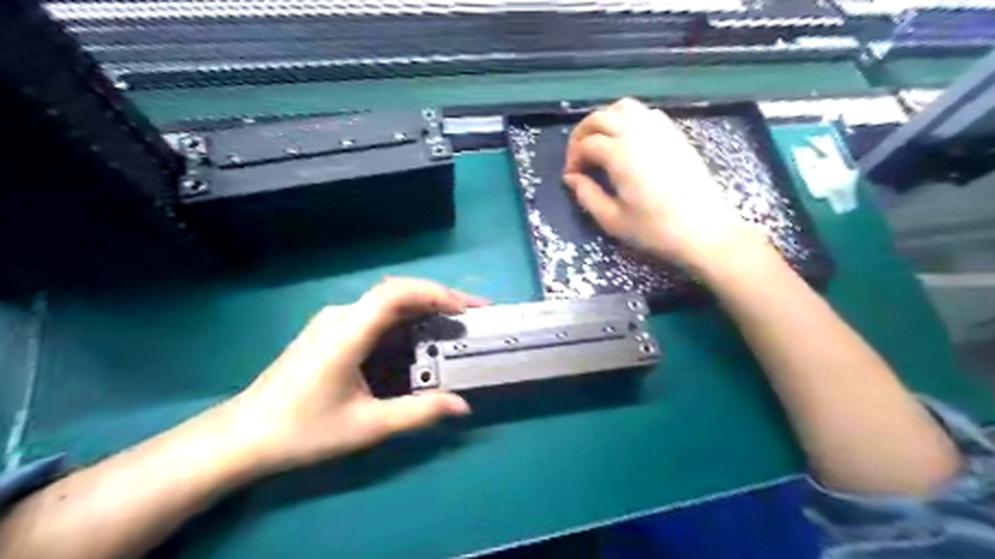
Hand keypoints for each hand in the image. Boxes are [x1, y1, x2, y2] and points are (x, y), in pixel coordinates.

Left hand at [220, 278, 487, 473]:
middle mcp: (341, 316)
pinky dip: (405, 321)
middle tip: (473, 314)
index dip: (435, 293)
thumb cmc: (303, 430)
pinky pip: (375, 316)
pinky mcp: (331, 331)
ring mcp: (334, 321)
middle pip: (397, 293)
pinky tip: (420, 337)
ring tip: (455, 324)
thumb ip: (418, 413)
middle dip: (439, 299)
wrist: (244, 436)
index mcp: (348, 331)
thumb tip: (462, 407)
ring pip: (387, 303)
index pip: (396, 293)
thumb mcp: (367, 426)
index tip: (465, 310)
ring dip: (423, 309)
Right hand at [562, 98, 762, 273]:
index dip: (573, 158)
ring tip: (600, 144)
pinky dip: (629, 119)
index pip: (586, 143)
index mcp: (620, 154)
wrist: (704, 231)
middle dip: (582, 134)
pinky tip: (627, 141)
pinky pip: (646, 113)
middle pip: (600, 117)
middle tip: (578, 157)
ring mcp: (660, 130)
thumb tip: (571, 178)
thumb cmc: (655, 230)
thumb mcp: (613, 220)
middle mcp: (638, 133)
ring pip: (623, 107)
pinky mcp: (675, 134)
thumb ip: (587, 196)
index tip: (571, 177)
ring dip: (605, 120)